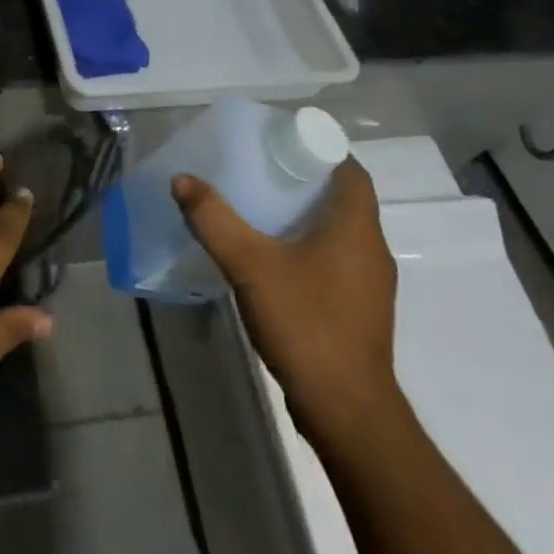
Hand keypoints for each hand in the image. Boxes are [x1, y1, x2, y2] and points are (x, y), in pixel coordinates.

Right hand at [172, 158, 399, 443]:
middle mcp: (370, 248)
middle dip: (302, 178)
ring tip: (256, 205)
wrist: (347, 413)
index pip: (349, 169)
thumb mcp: (250, 265)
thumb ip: (214, 219)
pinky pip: (333, 258)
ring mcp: (367, 283)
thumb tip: (182, 179)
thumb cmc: (307, 325)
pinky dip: (306, 245)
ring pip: (337, 229)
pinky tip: (270, 255)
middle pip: (342, 197)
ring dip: (303, 213)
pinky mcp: (357, 309)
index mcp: (356, 228)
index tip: (279, 141)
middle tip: (257, 167)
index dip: (318, 148)